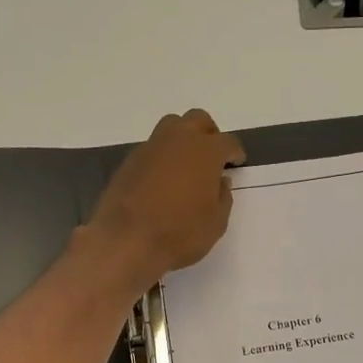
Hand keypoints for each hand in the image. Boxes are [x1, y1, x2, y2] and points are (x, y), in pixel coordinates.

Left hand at [85, 110, 245, 291]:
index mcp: (206, 152)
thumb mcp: (216, 223)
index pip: (227, 142)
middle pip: (197, 120)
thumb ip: (222, 197)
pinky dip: (162, 157)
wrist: (126, 242)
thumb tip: (220, 181)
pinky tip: (162, 181)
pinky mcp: (129, 161)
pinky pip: (152, 149)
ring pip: (171, 127)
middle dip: (208, 134)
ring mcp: (150, 148)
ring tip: (186, 166)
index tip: (236, 163)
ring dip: (182, 140)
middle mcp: (178, 140)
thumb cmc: (180, 234)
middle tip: (212, 157)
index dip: (234, 152)